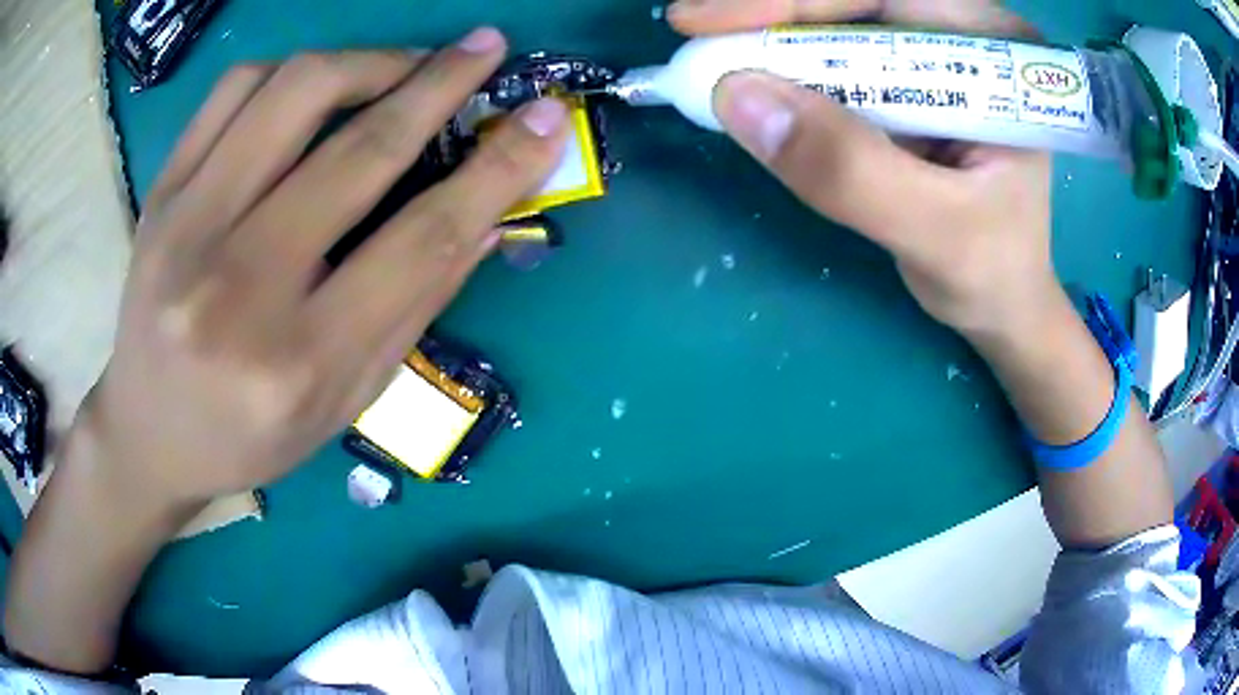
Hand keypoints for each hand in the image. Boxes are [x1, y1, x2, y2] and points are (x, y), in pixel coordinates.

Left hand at [76, 28, 568, 508]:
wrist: (149, 431)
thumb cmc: (250, 434)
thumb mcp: (345, 400)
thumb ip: (414, 306)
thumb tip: (487, 219)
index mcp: (299, 360)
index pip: (421, 241)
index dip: (497, 170)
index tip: (547, 121)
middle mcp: (237, 286)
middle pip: (359, 152)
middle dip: (441, 85)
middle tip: (487, 49)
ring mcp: (187, 227)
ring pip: (294, 92)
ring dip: (369, 62)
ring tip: (402, 69)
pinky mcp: (161, 193)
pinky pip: (235, 90)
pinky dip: (293, 70)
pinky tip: (319, 87)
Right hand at [670, 0, 1055, 337]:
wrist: (1004, 302)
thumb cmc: (991, 272)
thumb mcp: (933, 231)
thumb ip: (849, 170)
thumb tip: (737, 98)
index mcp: (993, 52)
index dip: (795, 0)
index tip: (705, 20)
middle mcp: (963, 37)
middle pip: (854, 3)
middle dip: (772, 13)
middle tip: (693, 29)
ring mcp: (935, 57)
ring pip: (840, 24)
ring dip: (772, 37)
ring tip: (713, 58)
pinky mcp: (911, 83)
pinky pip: (839, 59)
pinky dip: (788, 67)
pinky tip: (754, 76)